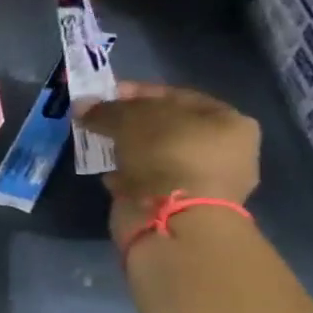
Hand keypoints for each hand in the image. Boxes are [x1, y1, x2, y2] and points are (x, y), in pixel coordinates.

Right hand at [79, 83, 260, 247]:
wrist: (173, 219)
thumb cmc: (165, 154)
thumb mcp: (130, 119)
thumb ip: (105, 109)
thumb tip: (82, 105)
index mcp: (230, 123)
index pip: (178, 96)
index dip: (139, 92)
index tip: (107, 94)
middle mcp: (226, 152)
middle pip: (169, 127)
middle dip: (132, 123)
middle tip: (101, 120)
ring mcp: (207, 183)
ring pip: (158, 156)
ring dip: (129, 150)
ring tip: (100, 146)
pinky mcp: (184, 206)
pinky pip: (152, 182)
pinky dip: (130, 176)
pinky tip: (110, 174)